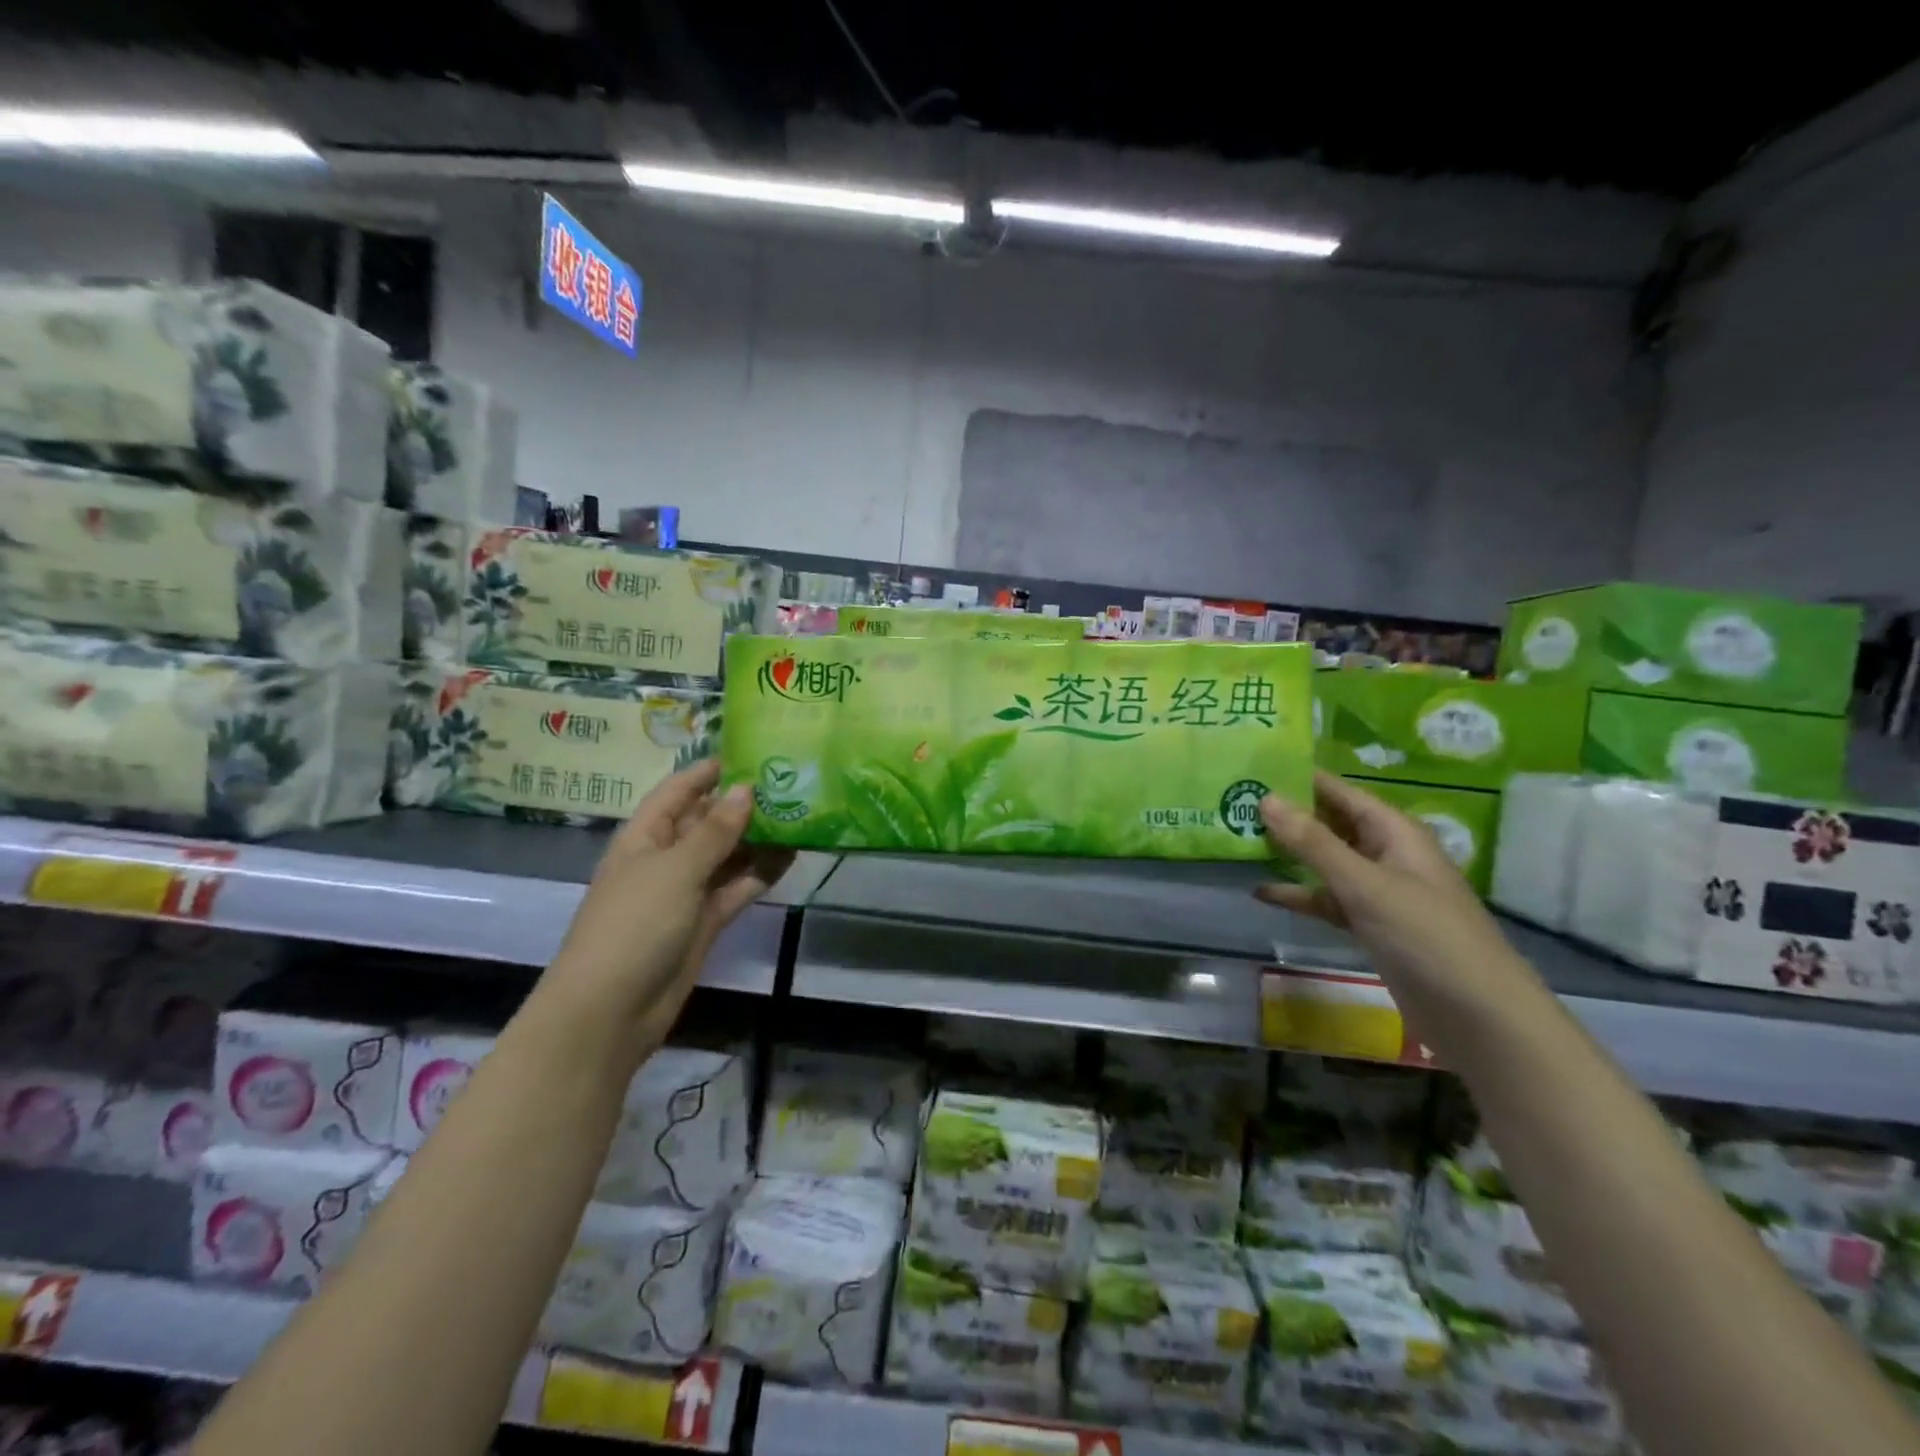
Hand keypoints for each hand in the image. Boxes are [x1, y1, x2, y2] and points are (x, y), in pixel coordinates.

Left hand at [543, 760, 790, 1058]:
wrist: (611, 1011)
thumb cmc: (634, 925)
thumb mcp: (675, 870)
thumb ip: (715, 832)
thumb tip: (746, 790)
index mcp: (645, 836)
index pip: (678, 791)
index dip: (709, 772)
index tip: (751, 752)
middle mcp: (666, 858)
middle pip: (707, 821)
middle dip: (743, 804)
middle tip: (791, 783)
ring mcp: (686, 892)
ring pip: (727, 855)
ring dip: (758, 839)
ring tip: (801, 815)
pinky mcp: (705, 922)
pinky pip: (737, 888)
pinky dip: (761, 874)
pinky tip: (792, 856)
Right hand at [1254, 770, 1514, 995]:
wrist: (1478, 1016)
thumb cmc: (1426, 935)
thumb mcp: (1364, 884)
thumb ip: (1313, 843)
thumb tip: (1266, 798)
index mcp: (1393, 831)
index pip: (1338, 791)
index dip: (1298, 778)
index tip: (1250, 767)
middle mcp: (1385, 853)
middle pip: (1329, 823)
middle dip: (1285, 815)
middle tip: (1231, 802)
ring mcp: (1377, 891)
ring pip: (1324, 861)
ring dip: (1287, 854)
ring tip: (1238, 841)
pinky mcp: (1370, 924)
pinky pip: (1326, 899)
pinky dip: (1299, 895)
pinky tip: (1261, 892)